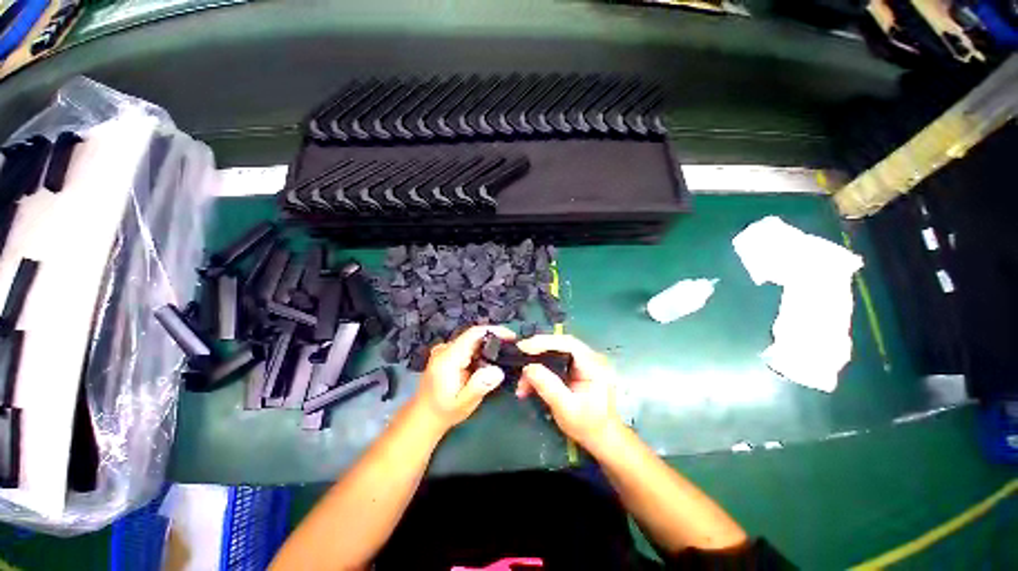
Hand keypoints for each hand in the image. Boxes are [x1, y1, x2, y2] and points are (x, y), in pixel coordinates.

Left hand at [410, 326, 515, 434]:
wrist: (423, 416)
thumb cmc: (444, 411)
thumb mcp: (463, 403)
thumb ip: (479, 386)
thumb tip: (498, 370)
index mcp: (448, 357)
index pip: (474, 333)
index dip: (494, 331)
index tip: (512, 337)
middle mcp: (445, 348)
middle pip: (474, 335)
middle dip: (495, 339)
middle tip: (513, 348)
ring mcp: (445, 350)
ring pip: (472, 340)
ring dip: (489, 346)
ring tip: (505, 354)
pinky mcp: (447, 353)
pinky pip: (468, 346)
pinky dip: (481, 351)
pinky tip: (490, 361)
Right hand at [516, 335, 623, 452]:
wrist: (602, 439)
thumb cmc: (588, 426)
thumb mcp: (566, 409)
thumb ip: (548, 386)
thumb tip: (528, 368)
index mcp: (594, 365)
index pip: (568, 343)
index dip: (545, 342)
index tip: (523, 347)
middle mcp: (590, 358)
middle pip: (560, 344)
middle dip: (537, 351)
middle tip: (519, 357)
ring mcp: (583, 362)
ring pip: (555, 353)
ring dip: (537, 364)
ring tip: (522, 383)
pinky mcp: (576, 369)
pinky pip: (555, 362)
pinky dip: (541, 371)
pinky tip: (529, 385)